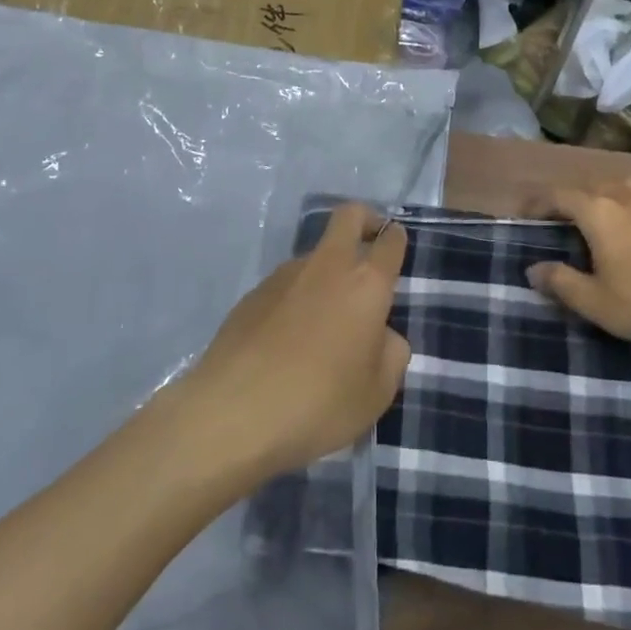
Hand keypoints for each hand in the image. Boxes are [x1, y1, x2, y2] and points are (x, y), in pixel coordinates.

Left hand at [181, 203, 411, 479]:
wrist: (234, 413)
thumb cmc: (319, 403)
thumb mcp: (377, 393)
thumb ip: (391, 353)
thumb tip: (381, 335)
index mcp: (365, 284)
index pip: (389, 240)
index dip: (397, 239)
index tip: (397, 247)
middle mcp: (327, 266)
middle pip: (349, 216)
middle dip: (365, 220)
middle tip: (369, 247)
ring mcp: (284, 275)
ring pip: (315, 255)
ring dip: (327, 272)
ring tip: (323, 326)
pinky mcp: (252, 294)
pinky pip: (286, 286)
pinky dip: (295, 300)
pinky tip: (287, 343)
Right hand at [527, 179, 630, 349]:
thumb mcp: (594, 301)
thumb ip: (561, 282)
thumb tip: (533, 269)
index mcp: (598, 213)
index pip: (559, 196)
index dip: (539, 202)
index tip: (524, 213)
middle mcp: (627, 200)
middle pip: (594, 185)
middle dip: (574, 195)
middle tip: (562, 214)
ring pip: (630, 187)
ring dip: (612, 193)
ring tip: (606, 208)